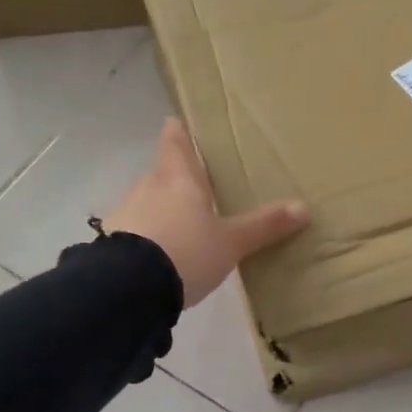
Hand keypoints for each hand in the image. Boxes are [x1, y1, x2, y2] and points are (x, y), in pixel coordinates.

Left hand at [103, 118, 307, 306]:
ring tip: (178, 228)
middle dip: (175, 180)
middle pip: (160, 174)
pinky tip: (157, 256)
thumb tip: (303, 208)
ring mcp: (124, 214)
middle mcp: (147, 187)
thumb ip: (263, 226)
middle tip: (193, 188)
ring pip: (145, 202)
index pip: (176, 144)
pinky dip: (145, 237)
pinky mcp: (109, 242)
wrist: (128, 288)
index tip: (176, 123)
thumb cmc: (186, 251)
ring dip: (158, 210)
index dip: (177, 133)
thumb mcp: (231, 242)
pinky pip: (133, 231)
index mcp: (179, 179)